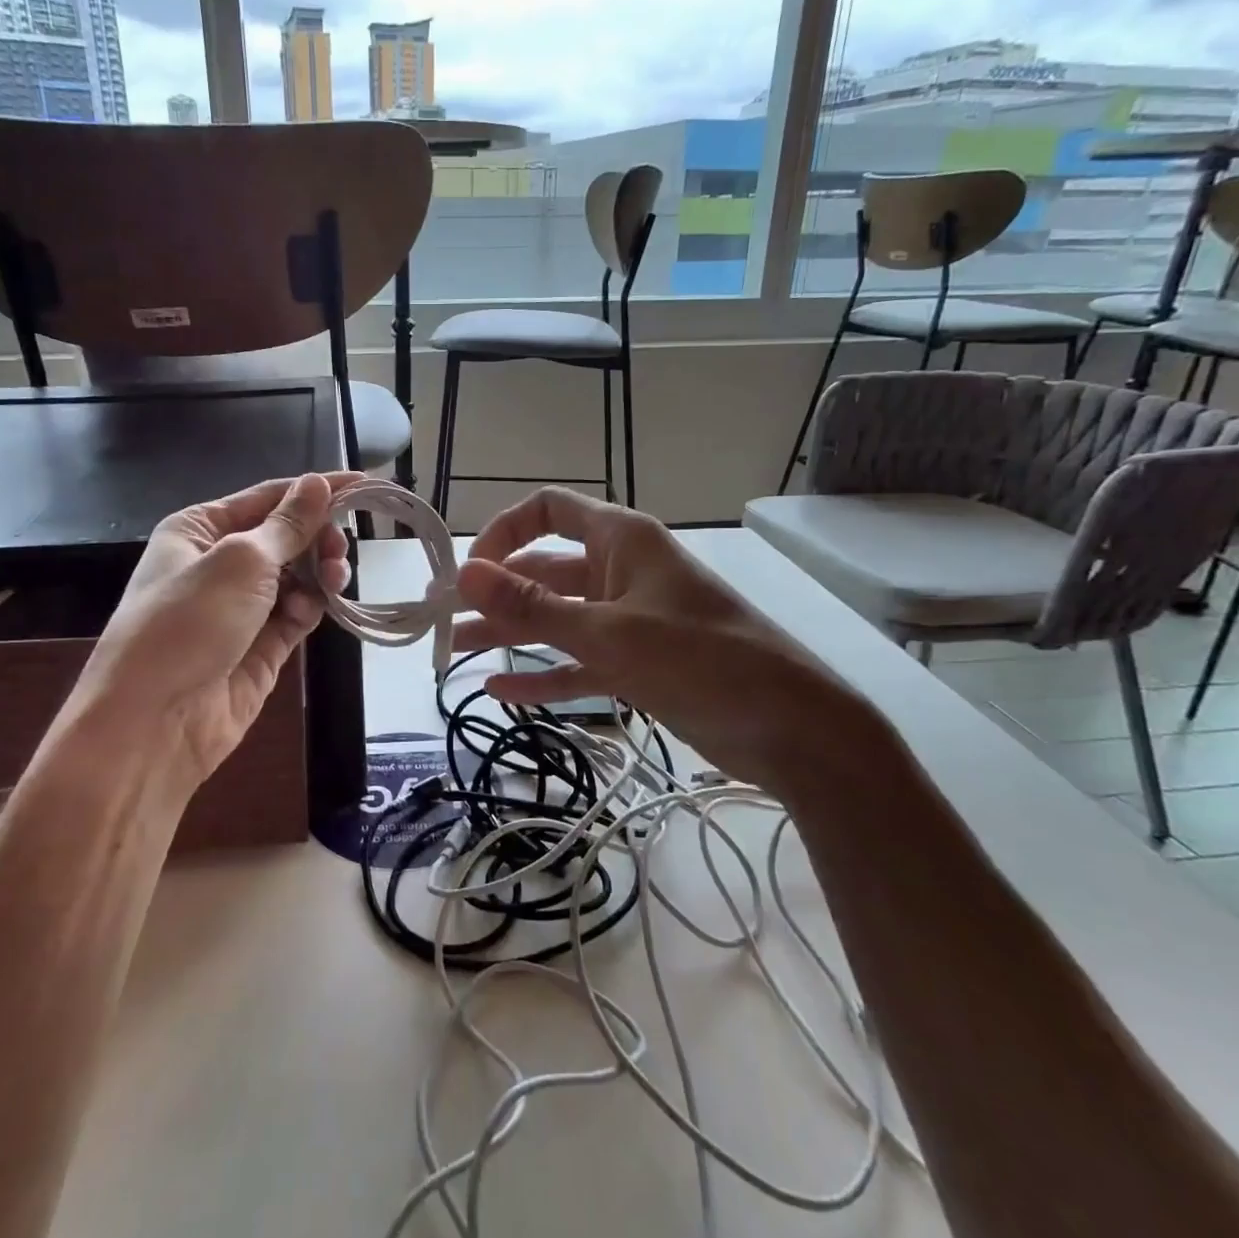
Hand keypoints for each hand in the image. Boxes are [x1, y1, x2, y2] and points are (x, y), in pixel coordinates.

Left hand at [61, 473, 356, 792]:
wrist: (155, 722)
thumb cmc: (188, 623)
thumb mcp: (240, 562)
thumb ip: (287, 525)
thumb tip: (317, 483)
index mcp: (200, 530)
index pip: (268, 497)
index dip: (316, 490)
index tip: (366, 485)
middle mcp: (220, 563)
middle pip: (286, 537)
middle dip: (318, 538)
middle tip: (340, 549)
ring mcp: (241, 607)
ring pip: (297, 576)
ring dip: (320, 573)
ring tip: (335, 579)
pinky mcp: (260, 645)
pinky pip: (296, 614)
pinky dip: (309, 608)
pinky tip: (311, 612)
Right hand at [451, 487, 892, 793]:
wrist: (791, 727)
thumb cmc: (701, 659)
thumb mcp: (608, 631)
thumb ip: (533, 605)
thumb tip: (465, 573)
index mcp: (620, 540)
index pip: (547, 510)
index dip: (502, 532)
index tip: (469, 572)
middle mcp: (620, 571)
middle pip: (544, 569)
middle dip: (496, 592)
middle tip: (446, 619)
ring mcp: (629, 619)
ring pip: (557, 618)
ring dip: (510, 633)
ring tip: (457, 652)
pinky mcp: (638, 663)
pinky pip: (578, 661)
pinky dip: (543, 674)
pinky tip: (499, 691)